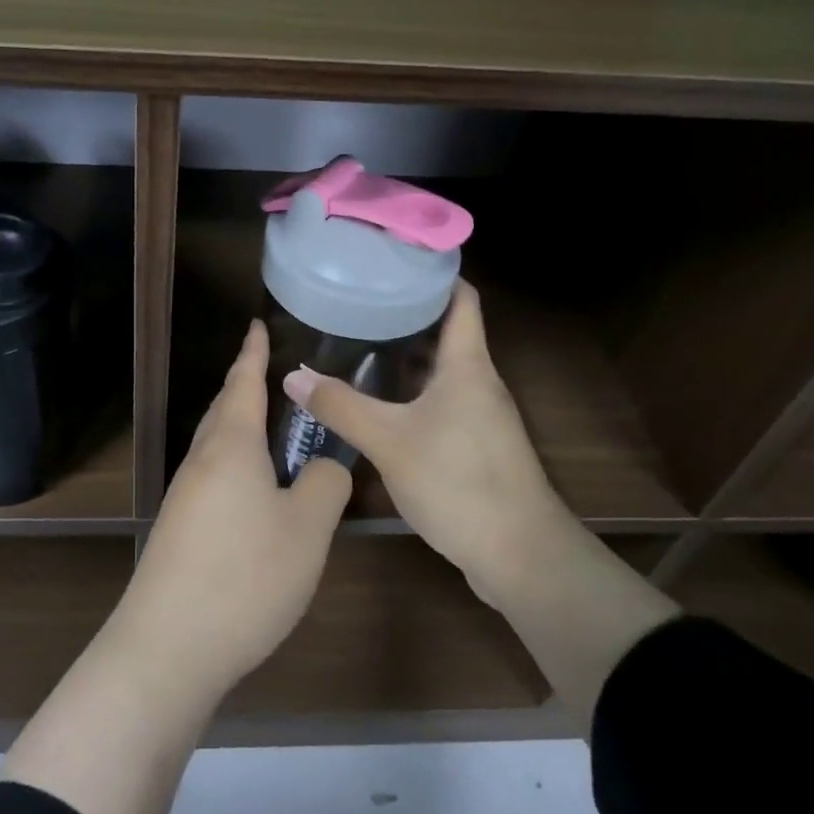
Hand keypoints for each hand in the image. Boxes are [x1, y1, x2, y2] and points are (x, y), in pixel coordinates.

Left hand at [117, 320, 352, 693]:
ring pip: (217, 448)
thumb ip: (324, 485)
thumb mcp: (307, 529)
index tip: (256, 325)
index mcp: (231, 446)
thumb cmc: (245, 575)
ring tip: (273, 435)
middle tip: (273, 378)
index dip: (252, 353)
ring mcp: (184, 497)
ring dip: (242, 431)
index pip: (242, 384)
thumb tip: (323, 466)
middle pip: (223, 412)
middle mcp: (201, 462)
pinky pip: (213, 479)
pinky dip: (237, 468)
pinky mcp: (178, 530)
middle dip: (245, 390)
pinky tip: (256, 496)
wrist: (167, 647)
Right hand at [282, 280, 563, 609]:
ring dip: (406, 355)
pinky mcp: (475, 444)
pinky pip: (441, 401)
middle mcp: (478, 381)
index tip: (394, 258)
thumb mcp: (390, 441)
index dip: (435, 272)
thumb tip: (292, 375)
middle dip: (407, 312)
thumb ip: (340, 406)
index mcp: (467, 364)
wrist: (520, 555)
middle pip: (447, 330)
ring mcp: (480, 415)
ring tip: (358, 342)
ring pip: (441, 369)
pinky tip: (378, 401)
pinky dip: (411, 391)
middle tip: (359, 299)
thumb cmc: (460, 482)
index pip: (461, 297)